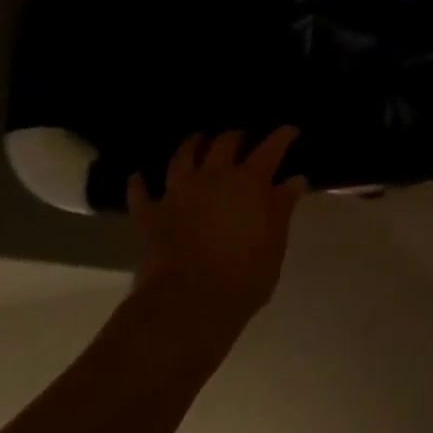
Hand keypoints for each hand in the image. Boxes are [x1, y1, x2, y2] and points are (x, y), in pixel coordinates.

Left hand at [130, 129, 308, 323]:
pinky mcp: (151, 217)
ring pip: (183, 157)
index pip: (272, 147)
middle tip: (243, 137)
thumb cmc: (245, 274)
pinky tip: (138, 176)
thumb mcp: (276, 241)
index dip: (283, 135)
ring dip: (191, 145)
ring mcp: (179, 194)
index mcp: (250, 181)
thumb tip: (294, 180)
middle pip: (225, 144)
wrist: (188, 302)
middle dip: (236, 136)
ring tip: (197, 139)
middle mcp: (214, 177)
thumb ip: (282, 207)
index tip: (291, 130)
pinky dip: (139, 184)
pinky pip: (141, 195)